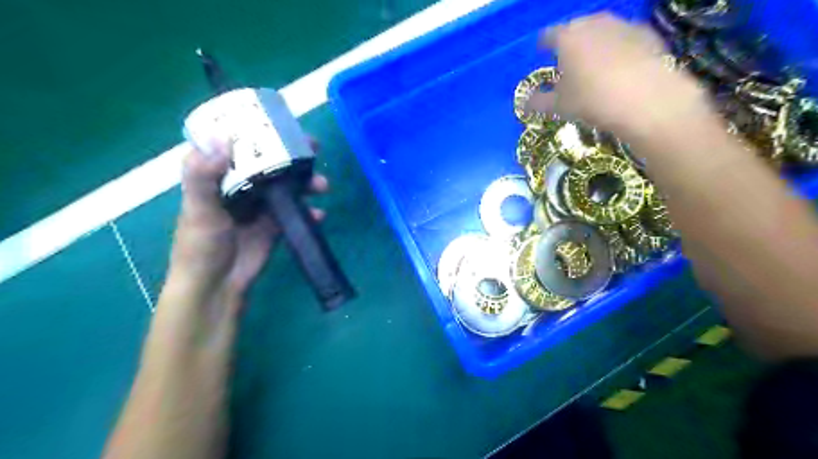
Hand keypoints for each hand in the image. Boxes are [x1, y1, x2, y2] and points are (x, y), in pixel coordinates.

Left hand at [164, 139, 327, 324]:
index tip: (280, 123)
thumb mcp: (198, 209)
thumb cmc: (200, 247)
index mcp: (218, 176)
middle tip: (314, 148)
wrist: (218, 286)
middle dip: (292, 155)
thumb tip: (224, 139)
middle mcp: (241, 186)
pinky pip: (296, 212)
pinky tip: (319, 215)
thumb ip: (203, 176)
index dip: (256, 130)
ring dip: (307, 183)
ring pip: (287, 185)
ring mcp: (260, 206)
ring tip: (323, 186)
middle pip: (269, 162)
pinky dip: (309, 212)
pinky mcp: (275, 224)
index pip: (237, 144)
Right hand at [532, 12, 716, 140]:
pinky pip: (624, 37)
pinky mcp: (646, 32)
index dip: (543, 44)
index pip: (548, 35)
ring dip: (595, 43)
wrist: (646, 98)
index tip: (541, 52)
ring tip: (594, 63)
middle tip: (568, 60)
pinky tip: (620, 67)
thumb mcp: (560, 106)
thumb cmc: (592, 100)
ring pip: (602, 30)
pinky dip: (618, 48)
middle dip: (570, 42)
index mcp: (567, 38)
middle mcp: (593, 23)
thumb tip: (525, 103)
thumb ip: (539, 102)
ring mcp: (622, 24)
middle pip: (576, 28)